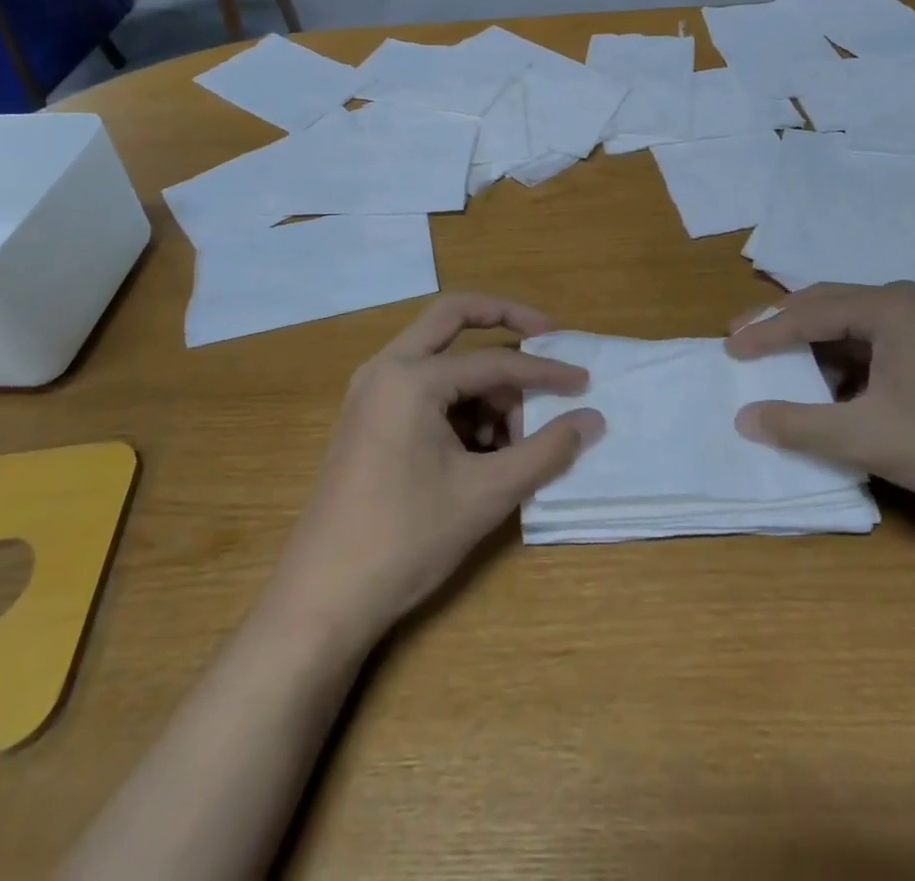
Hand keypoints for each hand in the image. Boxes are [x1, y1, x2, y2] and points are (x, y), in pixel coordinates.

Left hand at [269, 294, 603, 638]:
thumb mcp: (487, 493)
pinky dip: (456, 403)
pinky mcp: (366, 417)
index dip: (544, 371)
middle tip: (546, 335)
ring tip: (509, 439)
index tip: (583, 381)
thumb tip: (592, 418)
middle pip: (452, 316)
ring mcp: (370, 392)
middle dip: (503, 320)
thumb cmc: (406, 539)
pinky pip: (421, 387)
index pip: (494, 361)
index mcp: (411, 377)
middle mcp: (385, 368)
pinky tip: (478, 452)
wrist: (322, 598)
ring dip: (480, 381)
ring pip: (439, 358)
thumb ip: (546, 450)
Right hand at [725, 281, 914, 537]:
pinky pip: (890, 348)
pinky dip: (856, 367)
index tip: (729, 349)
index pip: (812, 311)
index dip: (765, 332)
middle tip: (746, 344)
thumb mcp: (869, 438)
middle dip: (787, 328)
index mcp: (895, 307)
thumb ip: (799, 424)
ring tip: (788, 372)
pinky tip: (843, 394)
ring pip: (863, 330)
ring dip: (822, 350)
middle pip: (835, 308)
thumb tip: (743, 418)